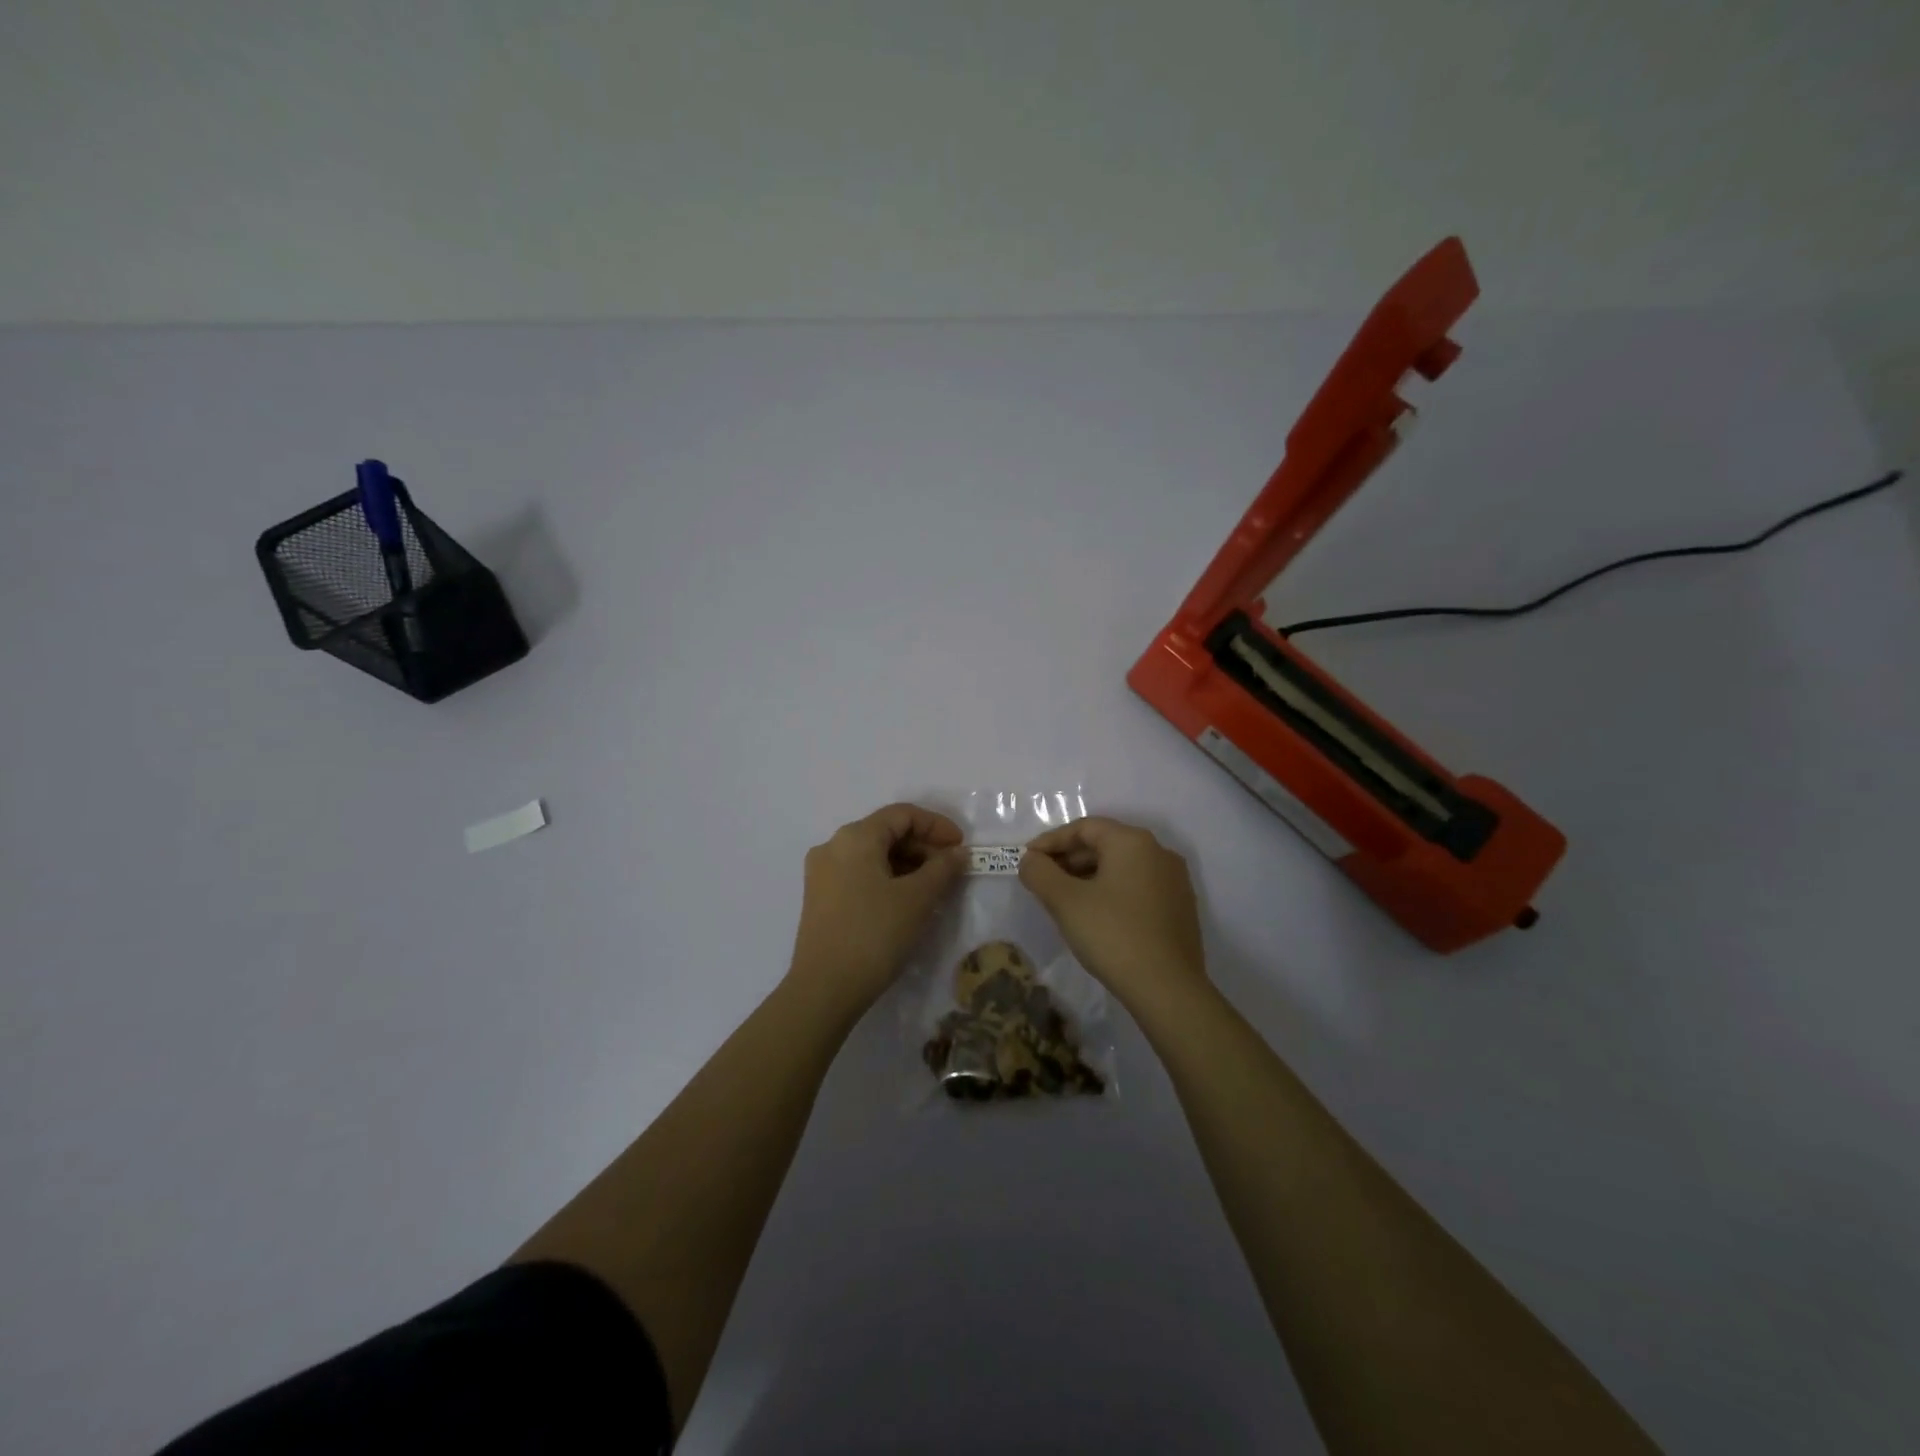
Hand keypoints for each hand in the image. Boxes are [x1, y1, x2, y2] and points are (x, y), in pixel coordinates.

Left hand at [788, 803, 966, 1015]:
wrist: (825, 989)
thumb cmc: (875, 934)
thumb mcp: (917, 899)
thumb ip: (942, 868)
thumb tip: (958, 853)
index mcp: (855, 837)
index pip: (902, 814)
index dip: (937, 826)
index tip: (961, 848)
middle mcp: (833, 846)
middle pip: (886, 832)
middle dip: (923, 846)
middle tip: (951, 870)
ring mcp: (822, 873)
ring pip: (873, 855)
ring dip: (907, 864)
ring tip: (934, 888)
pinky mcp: (820, 898)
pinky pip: (860, 874)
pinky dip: (887, 878)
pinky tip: (906, 901)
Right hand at [1019, 817, 1208, 1010]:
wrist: (1168, 989)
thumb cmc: (1112, 935)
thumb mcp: (1065, 902)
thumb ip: (1039, 873)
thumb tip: (1031, 861)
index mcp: (1132, 842)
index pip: (1084, 828)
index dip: (1050, 841)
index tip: (1027, 860)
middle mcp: (1158, 852)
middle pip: (1104, 844)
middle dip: (1069, 859)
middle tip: (1041, 880)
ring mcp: (1174, 880)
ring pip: (1121, 867)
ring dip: (1088, 876)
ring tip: (1063, 899)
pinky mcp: (1180, 907)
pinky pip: (1137, 887)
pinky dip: (1111, 891)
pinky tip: (1095, 915)